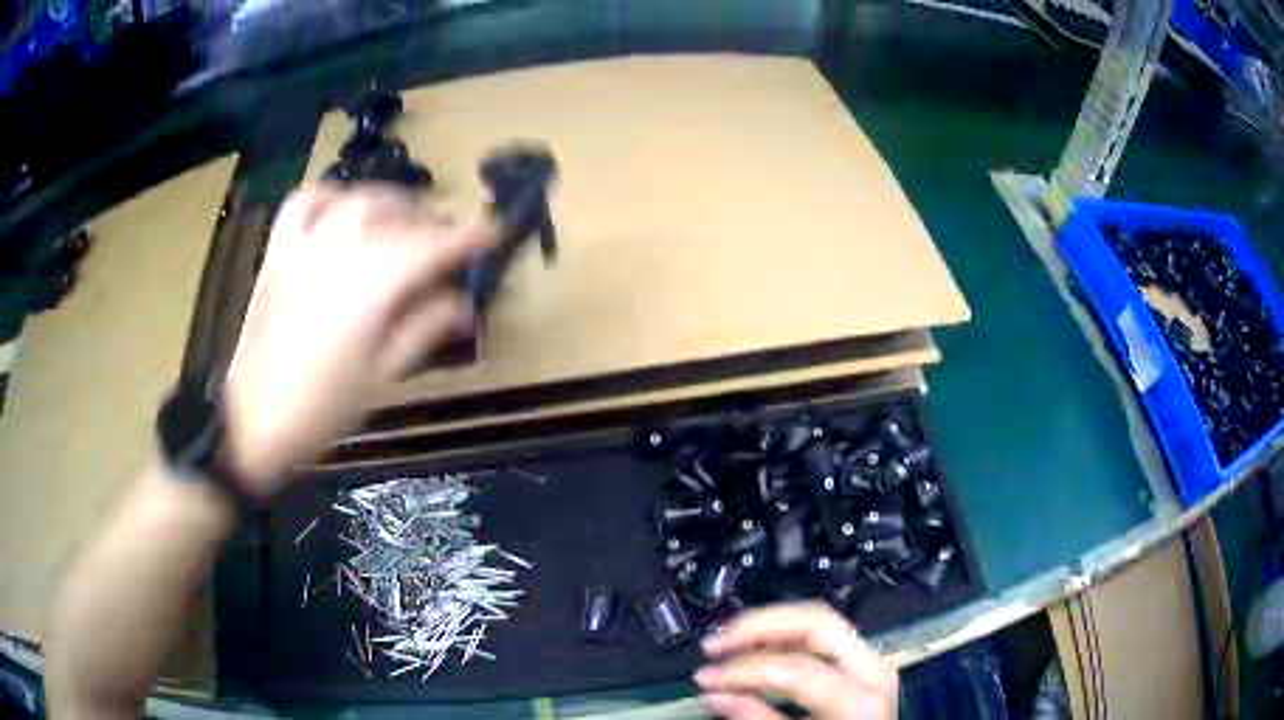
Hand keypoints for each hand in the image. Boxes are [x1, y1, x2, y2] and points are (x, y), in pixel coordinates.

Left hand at [222, 185, 493, 496]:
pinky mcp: (278, 252)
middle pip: (399, 218)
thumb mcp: (382, 378)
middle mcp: (340, 253)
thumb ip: (425, 330)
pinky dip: (331, 195)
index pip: (432, 246)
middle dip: (434, 222)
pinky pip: (305, 202)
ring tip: (409, 218)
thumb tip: (464, 302)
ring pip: (358, 200)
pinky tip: (345, 207)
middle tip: (452, 242)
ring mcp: (304, 247)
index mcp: (371, 289)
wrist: (252, 422)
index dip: (469, 237)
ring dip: (393, 201)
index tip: (495, 234)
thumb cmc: (322, 410)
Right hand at [696, 601, 897, 719]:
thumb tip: (715, 694)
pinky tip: (759, 646)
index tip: (707, 676)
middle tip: (717, 641)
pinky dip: (787, 636)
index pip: (793, 668)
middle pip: (815, 621)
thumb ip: (759, 718)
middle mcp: (873, 670)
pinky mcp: (866, 663)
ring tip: (729, 640)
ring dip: (769, 626)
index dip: (743, 669)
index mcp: (859, 698)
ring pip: (820, 619)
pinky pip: (825, 635)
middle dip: (759, 625)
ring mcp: (873, 662)